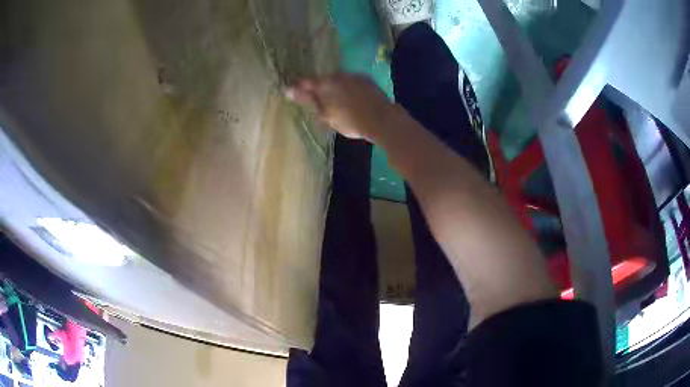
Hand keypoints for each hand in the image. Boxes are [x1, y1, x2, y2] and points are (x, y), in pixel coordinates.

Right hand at [286, 74, 391, 140]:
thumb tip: (288, 90)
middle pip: (323, 80)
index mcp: (325, 83)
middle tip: (320, 102)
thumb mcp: (326, 114)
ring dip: (335, 88)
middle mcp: (338, 74)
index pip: (305, 82)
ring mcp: (354, 75)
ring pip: (339, 80)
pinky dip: (349, 88)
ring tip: (339, 102)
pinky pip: (352, 81)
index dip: (298, 87)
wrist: (383, 119)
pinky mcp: (366, 79)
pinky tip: (353, 99)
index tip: (291, 92)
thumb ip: (308, 100)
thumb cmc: (351, 121)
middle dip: (320, 88)